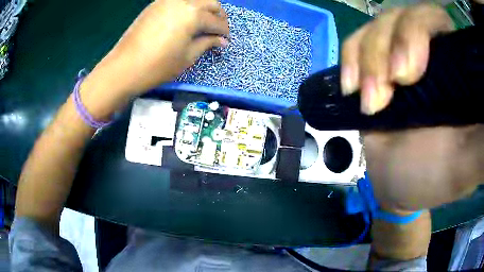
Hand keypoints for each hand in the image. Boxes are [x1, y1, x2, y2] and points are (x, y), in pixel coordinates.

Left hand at [80, 0, 228, 117]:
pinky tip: (186, 17)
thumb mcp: (187, 57)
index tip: (226, 41)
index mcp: (194, 14)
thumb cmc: (158, 65)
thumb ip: (207, 43)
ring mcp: (167, 1)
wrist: (124, 67)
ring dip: (204, 8)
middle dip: (219, 15)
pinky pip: (179, 0)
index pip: (217, 21)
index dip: (224, 32)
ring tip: (204, 21)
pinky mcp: (156, 4)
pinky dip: (188, 6)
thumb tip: (221, 41)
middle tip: (218, 29)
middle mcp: (183, 1)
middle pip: (210, 3)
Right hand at [342, 4, 483, 210]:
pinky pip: (355, 43)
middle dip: (388, 46)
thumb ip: (483, 143)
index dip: (419, 30)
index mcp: (454, 67)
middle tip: (389, 88)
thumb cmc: (433, 178)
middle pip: (401, 15)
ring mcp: (396, 54)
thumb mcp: (465, 165)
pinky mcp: (373, 66)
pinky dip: (350, 59)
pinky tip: (351, 87)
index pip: (436, 18)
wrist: (398, 185)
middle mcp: (426, 50)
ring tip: (371, 103)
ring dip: (368, 61)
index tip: (409, 72)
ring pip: (376, 27)